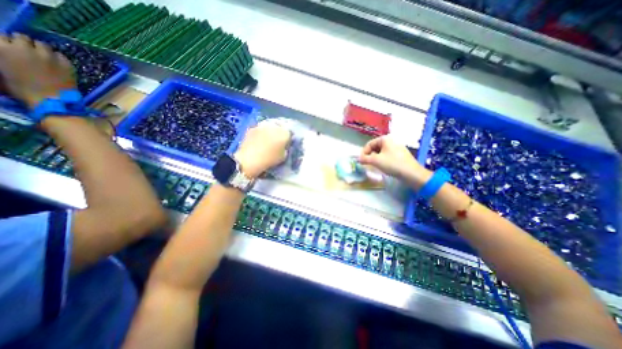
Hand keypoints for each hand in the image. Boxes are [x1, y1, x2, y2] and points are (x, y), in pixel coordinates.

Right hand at [0, 33, 75, 108]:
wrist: (51, 100)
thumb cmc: (22, 88)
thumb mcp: (2, 70)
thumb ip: (4, 56)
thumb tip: (8, 52)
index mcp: (2, 48)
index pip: (2, 36)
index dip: (8, 43)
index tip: (13, 49)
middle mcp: (24, 48)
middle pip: (23, 37)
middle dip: (25, 44)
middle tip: (29, 53)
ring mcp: (48, 56)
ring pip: (43, 45)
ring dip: (42, 50)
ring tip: (45, 58)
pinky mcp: (66, 64)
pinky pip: (61, 56)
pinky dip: (58, 58)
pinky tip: (58, 65)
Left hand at [233, 120, 290, 179]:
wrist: (250, 159)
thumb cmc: (270, 159)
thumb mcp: (283, 157)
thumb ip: (285, 149)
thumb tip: (283, 146)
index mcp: (285, 132)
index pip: (289, 133)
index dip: (287, 139)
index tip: (285, 144)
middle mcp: (274, 125)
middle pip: (279, 127)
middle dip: (278, 133)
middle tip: (276, 142)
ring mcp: (262, 125)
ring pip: (269, 127)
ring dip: (269, 132)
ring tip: (266, 141)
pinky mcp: (252, 127)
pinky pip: (259, 129)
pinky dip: (260, 133)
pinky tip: (257, 141)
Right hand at [360, 136, 433, 189]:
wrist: (412, 173)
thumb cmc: (392, 164)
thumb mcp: (375, 161)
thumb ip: (364, 159)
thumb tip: (358, 159)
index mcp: (385, 139)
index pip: (369, 144)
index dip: (363, 152)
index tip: (361, 161)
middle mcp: (391, 141)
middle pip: (375, 147)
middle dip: (369, 155)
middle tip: (367, 164)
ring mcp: (397, 148)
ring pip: (381, 152)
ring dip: (375, 158)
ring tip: (374, 166)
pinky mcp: (400, 155)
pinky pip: (387, 155)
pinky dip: (382, 160)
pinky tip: (383, 167)